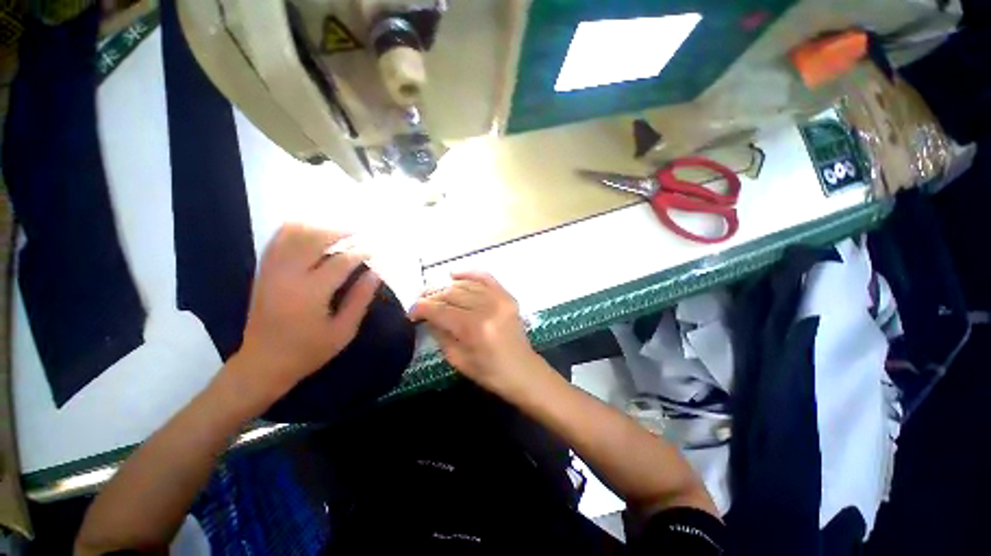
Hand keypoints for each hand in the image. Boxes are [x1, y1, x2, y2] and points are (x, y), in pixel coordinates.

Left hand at [235, 223, 380, 400]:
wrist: (263, 363)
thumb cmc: (308, 351)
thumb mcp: (343, 331)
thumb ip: (360, 299)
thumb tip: (375, 273)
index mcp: (310, 293)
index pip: (341, 262)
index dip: (361, 252)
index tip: (376, 249)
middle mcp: (287, 276)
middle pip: (314, 239)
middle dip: (340, 232)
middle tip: (360, 233)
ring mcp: (271, 271)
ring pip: (293, 234)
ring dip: (318, 228)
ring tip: (339, 232)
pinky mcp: (263, 272)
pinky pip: (277, 240)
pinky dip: (295, 231)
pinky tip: (311, 232)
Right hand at [409, 271, 540, 396]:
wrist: (522, 370)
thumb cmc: (489, 372)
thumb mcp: (458, 360)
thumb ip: (440, 334)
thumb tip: (428, 317)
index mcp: (474, 329)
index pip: (441, 310)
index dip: (422, 308)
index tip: (411, 312)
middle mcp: (487, 308)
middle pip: (452, 294)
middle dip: (432, 297)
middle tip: (421, 302)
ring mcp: (500, 300)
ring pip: (466, 285)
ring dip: (447, 288)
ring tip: (435, 294)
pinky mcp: (508, 297)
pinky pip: (486, 278)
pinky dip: (470, 274)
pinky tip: (455, 275)